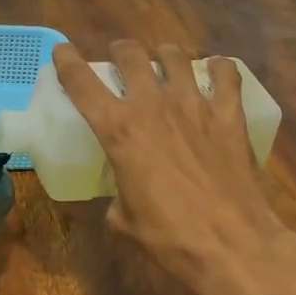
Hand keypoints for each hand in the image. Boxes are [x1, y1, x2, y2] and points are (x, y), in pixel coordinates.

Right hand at [52, 41, 295, 294]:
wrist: (233, 244)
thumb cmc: (170, 237)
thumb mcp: (125, 221)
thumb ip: (117, 198)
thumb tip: (121, 199)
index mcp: (118, 131)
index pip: (82, 83)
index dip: (67, 61)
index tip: (62, 51)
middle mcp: (153, 106)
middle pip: (131, 55)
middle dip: (121, 51)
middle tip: (122, 58)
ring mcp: (195, 105)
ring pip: (175, 56)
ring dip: (164, 55)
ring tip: (165, 61)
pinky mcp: (229, 115)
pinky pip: (226, 75)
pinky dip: (219, 68)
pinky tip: (217, 71)